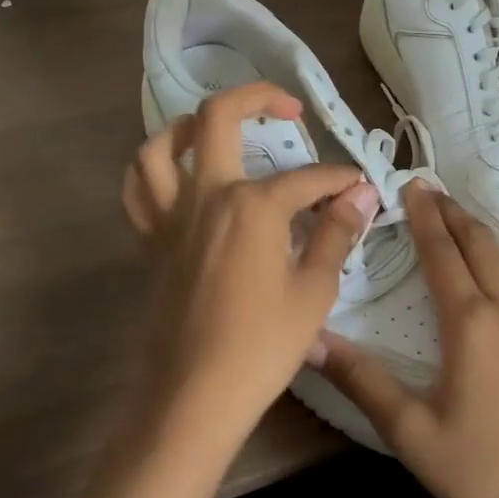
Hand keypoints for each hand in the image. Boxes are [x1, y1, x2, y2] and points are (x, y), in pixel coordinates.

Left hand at [121, 81, 380, 454]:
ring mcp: (170, 216)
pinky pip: (138, 190)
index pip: (308, 178)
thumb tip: (360, 194)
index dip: (340, 179)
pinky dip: (154, 171)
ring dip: (189, 126)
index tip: (360, 186)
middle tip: (289, 109)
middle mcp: (206, 195)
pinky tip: (178, 179)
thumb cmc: (260, 347)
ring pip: (159, 146)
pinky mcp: (150, 242)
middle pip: (218, 117)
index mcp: (252, 205)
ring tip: (218, 132)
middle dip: (258, 98)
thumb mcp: (313, 290)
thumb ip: (336, 233)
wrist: (192, 399)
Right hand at [311, 186, 498, 497]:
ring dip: (477, 235)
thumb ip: (362, 381)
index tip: (411, 184)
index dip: (425, 217)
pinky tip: (488, 277)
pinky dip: (495, 261)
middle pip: (481, 245)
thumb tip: (312, 340)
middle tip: (430, 190)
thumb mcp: (412, 432)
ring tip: (455, 220)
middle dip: (453, 214)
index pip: (443, 252)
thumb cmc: (484, 474)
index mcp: (473, 322)